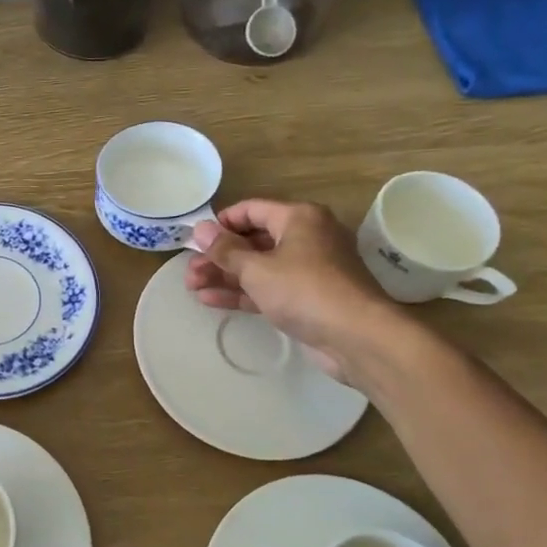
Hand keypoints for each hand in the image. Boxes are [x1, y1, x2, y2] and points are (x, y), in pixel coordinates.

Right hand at [185, 200, 407, 383]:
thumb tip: (200, 229)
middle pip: (253, 240)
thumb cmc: (304, 290)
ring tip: (192, 287)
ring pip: (258, 266)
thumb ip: (225, 250)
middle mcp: (306, 237)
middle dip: (218, 256)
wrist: (357, 337)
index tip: (195, 239)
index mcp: (299, 218)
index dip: (221, 223)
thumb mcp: (257, 268)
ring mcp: (308, 269)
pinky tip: (210, 300)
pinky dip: (242, 292)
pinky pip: (268, 287)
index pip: (251, 210)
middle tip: (189, 271)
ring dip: (225, 276)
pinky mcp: (307, 298)